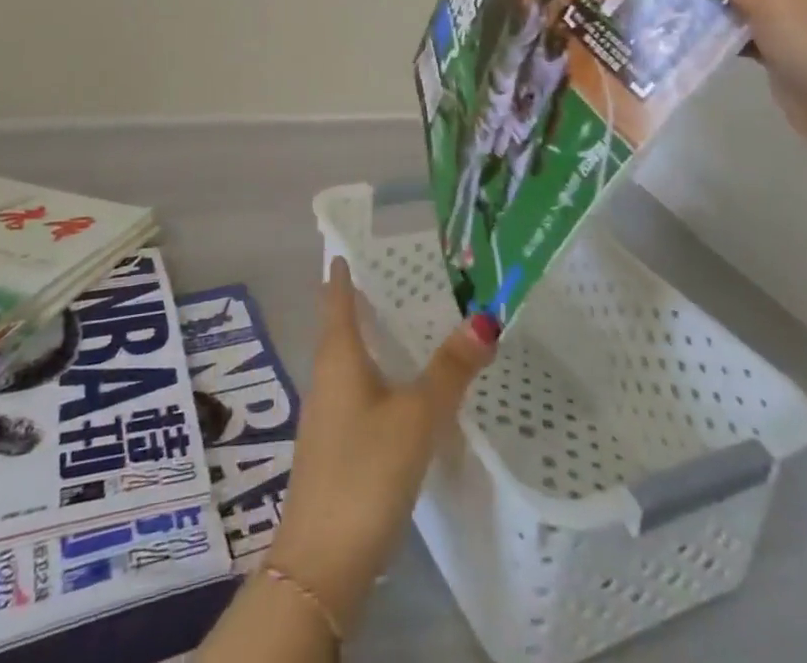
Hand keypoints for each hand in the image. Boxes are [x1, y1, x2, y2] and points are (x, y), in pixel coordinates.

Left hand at [266, 256, 498, 633]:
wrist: (322, 564)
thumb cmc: (366, 470)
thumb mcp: (416, 415)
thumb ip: (450, 369)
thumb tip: (484, 318)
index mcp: (337, 355)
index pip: (336, 296)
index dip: (344, 269)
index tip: (359, 243)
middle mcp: (326, 376)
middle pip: (341, 325)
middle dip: (366, 301)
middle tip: (404, 276)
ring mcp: (327, 414)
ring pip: (351, 360)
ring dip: (374, 340)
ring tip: (410, 325)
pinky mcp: (336, 447)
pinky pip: (358, 392)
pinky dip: (379, 376)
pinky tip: (404, 388)